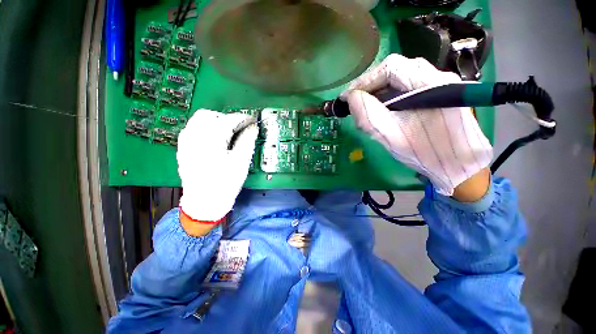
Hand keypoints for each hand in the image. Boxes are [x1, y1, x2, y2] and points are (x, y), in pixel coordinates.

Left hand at [177, 110, 257, 232]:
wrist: (204, 202)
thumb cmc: (226, 183)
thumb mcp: (241, 162)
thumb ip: (247, 141)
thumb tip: (253, 127)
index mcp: (211, 140)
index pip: (228, 120)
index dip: (242, 118)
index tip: (252, 121)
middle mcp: (194, 137)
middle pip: (210, 115)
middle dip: (227, 118)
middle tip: (239, 128)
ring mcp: (185, 142)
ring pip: (199, 120)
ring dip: (215, 121)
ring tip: (227, 132)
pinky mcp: (183, 147)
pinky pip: (192, 128)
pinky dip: (205, 127)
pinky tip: (213, 138)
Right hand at [343, 54, 492, 195]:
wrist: (458, 166)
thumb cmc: (425, 153)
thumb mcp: (390, 136)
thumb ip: (368, 115)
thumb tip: (351, 97)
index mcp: (431, 84)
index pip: (391, 68)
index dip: (364, 81)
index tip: (346, 97)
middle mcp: (438, 76)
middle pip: (396, 70)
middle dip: (370, 85)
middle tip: (354, 102)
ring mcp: (440, 83)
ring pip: (400, 77)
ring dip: (379, 90)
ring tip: (366, 106)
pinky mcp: (438, 92)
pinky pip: (407, 86)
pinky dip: (389, 95)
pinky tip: (382, 109)